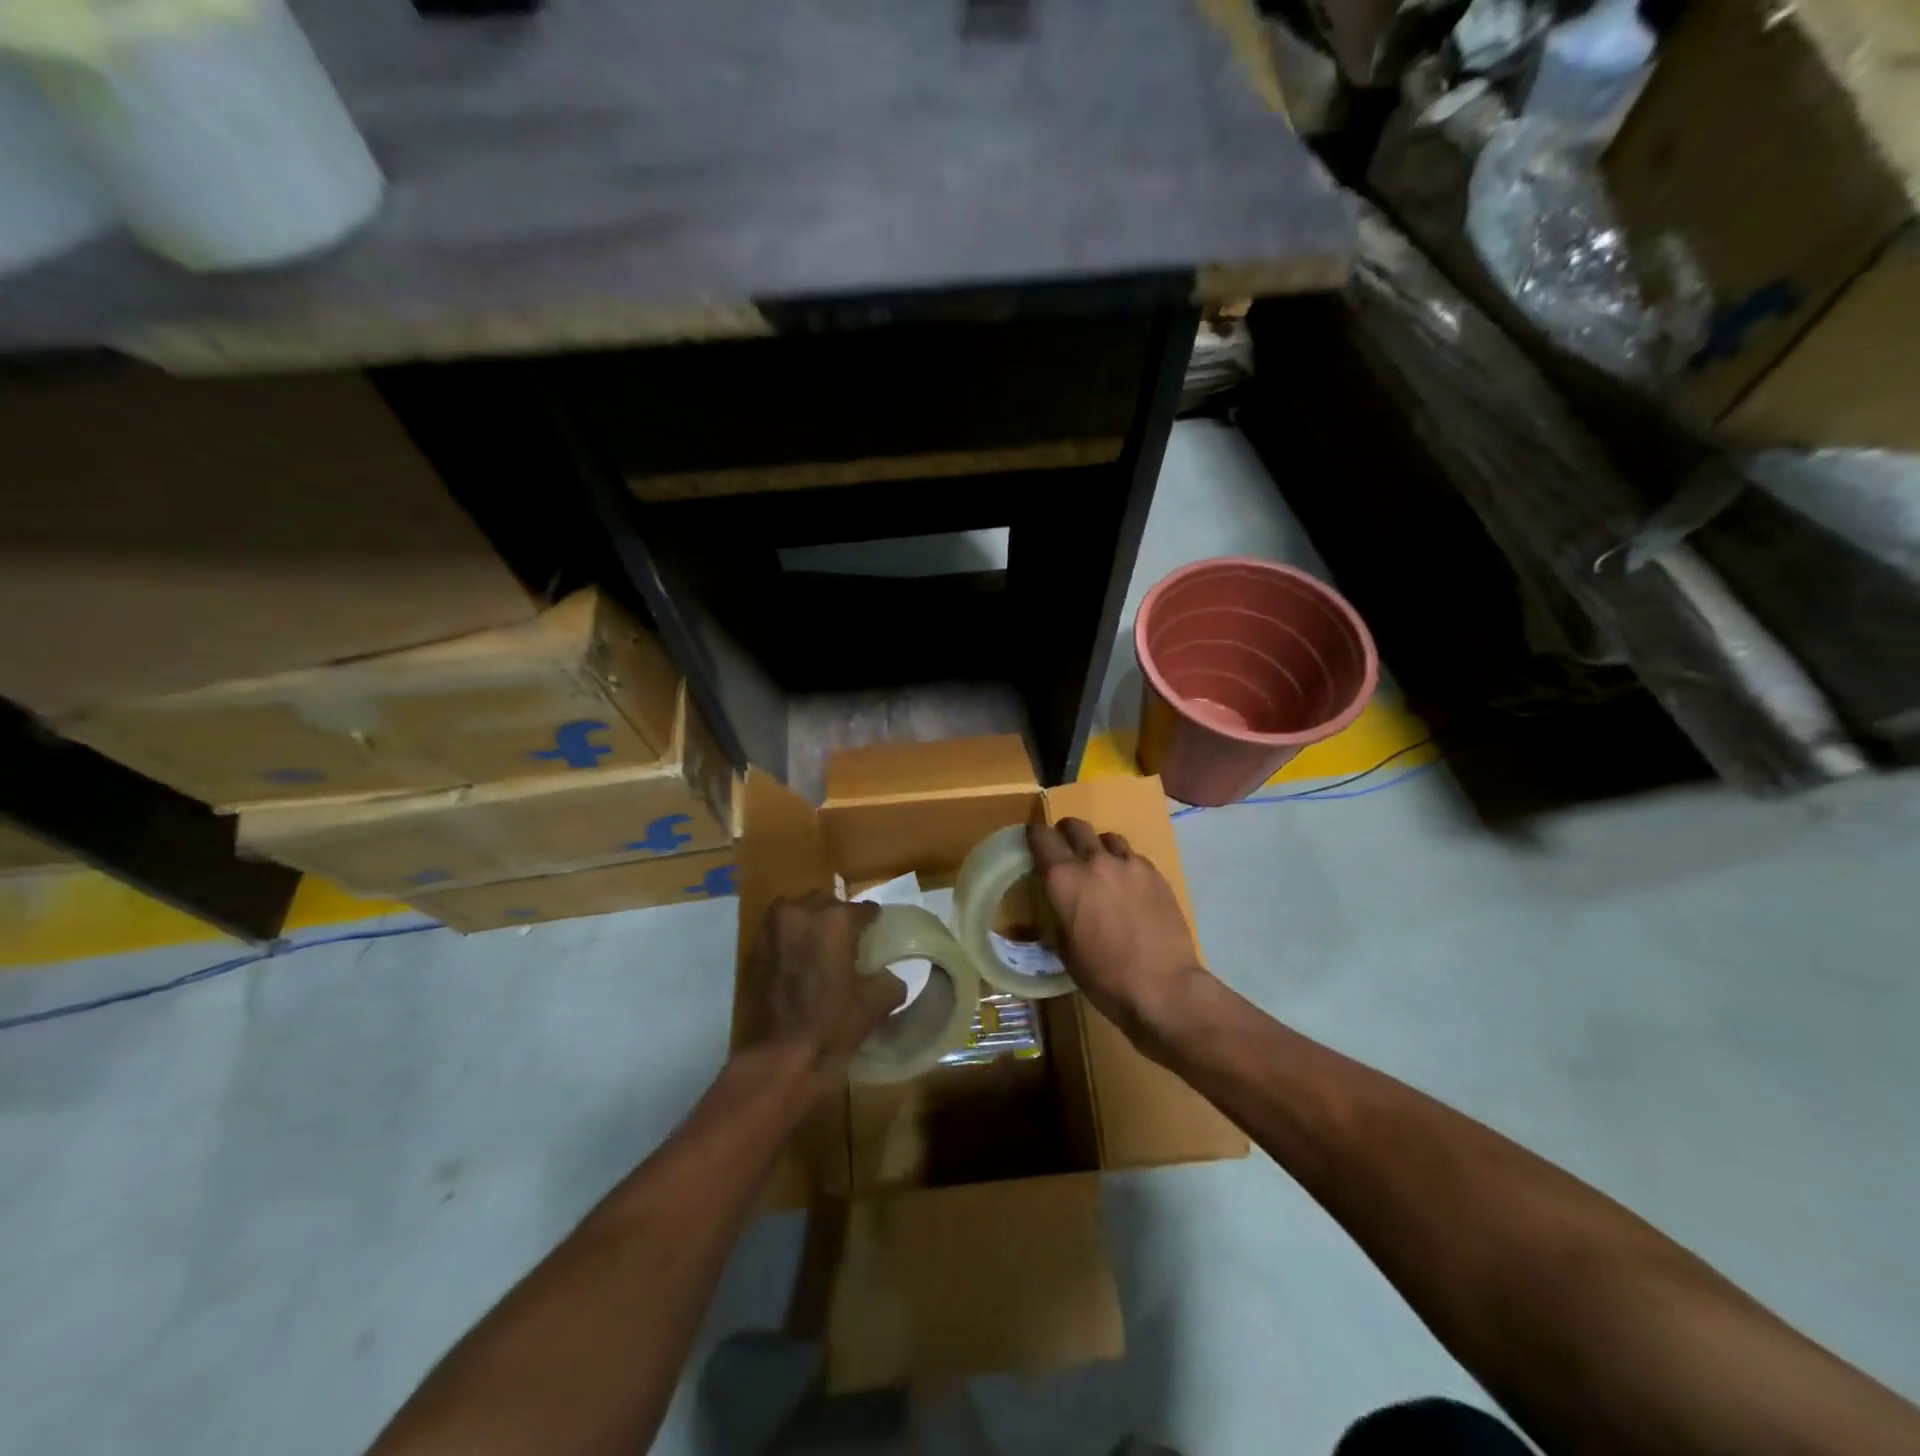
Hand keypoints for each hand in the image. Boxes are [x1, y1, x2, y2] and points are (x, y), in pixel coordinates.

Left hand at [738, 893, 902, 1087]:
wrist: (779, 1057)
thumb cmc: (831, 1026)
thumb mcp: (874, 1004)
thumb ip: (889, 982)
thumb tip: (890, 977)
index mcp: (836, 920)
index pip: (863, 909)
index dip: (872, 920)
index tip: (876, 931)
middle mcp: (802, 912)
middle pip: (827, 902)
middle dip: (838, 917)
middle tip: (848, 940)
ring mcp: (773, 927)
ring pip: (798, 910)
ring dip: (811, 921)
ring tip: (820, 945)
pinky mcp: (755, 947)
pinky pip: (778, 929)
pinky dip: (790, 936)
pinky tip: (799, 958)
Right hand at [1026, 815, 1211, 1058]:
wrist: (1163, 987)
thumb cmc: (1104, 977)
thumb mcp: (1065, 949)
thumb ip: (1060, 914)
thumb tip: (1063, 905)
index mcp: (1063, 879)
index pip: (1040, 837)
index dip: (1034, 837)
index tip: (1034, 844)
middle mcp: (1094, 861)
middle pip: (1074, 826)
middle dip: (1065, 834)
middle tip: (1066, 852)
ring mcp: (1128, 864)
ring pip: (1106, 837)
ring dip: (1098, 848)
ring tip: (1102, 870)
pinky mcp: (1155, 873)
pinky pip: (1133, 857)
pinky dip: (1125, 865)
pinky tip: (1129, 888)